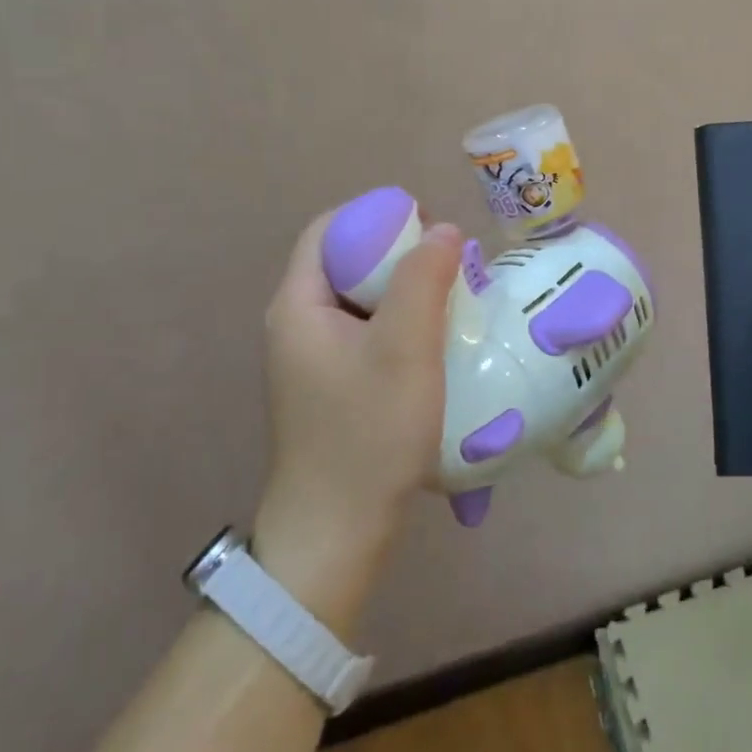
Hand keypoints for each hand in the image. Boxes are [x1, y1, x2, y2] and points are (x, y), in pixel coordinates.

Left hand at [252, 211, 461, 633]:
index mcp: (298, 305)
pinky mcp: (332, 386)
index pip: (330, 229)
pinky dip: (403, 324)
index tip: (429, 229)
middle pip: (347, 262)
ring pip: (363, 299)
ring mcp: (313, 359)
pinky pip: (368, 333)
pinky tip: (437, 343)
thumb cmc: (368, 433)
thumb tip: (443, 228)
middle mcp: (297, 325)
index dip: (378, 216)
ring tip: (454, 300)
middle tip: (452, 266)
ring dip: (408, 291)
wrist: (336, 535)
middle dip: (401, 254)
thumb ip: (424, 279)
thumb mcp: (405, 348)